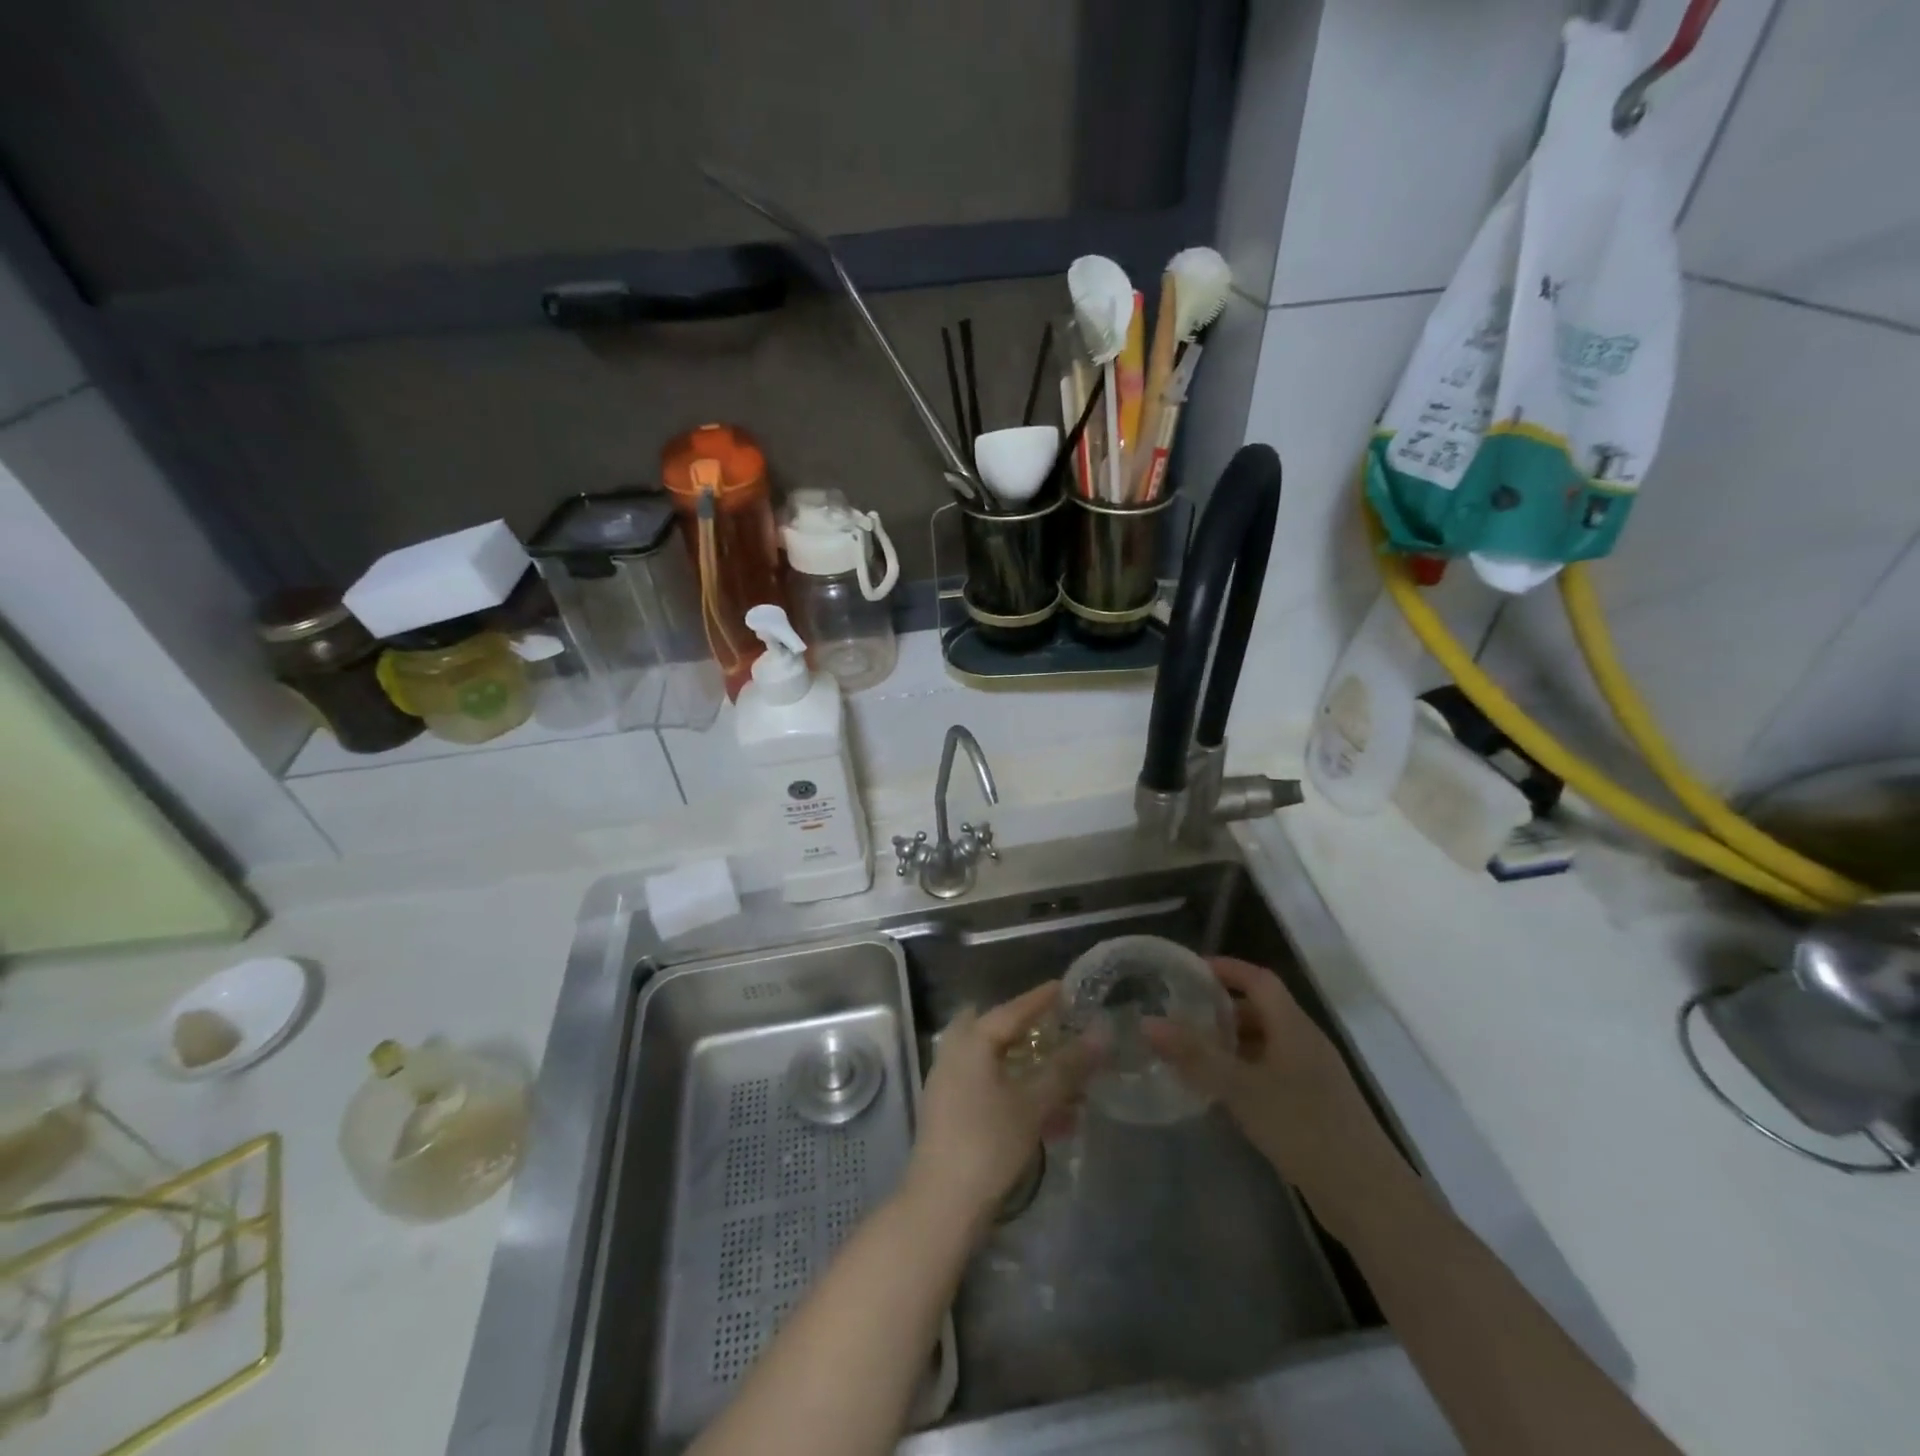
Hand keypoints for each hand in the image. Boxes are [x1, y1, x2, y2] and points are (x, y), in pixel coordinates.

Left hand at [905, 982, 1091, 1226]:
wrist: (941, 1205)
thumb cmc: (987, 1143)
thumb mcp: (1033, 1103)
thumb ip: (1067, 1067)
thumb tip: (1101, 1032)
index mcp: (971, 1042)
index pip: (1012, 1010)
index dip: (1042, 999)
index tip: (1068, 988)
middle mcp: (955, 1054)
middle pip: (997, 1031)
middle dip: (1030, 1031)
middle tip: (1060, 1031)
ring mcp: (949, 1085)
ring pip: (996, 1063)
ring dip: (1030, 1069)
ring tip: (1069, 1084)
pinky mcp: (952, 1114)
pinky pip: (990, 1090)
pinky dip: (1019, 1093)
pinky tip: (1052, 1119)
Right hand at [1143, 956, 1405, 1231]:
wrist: (1369, 1199)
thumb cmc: (1305, 1129)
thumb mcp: (1242, 1089)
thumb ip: (1195, 1056)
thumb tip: (1147, 1021)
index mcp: (1294, 1027)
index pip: (1259, 979)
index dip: (1226, 968)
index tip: (1188, 969)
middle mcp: (1305, 1043)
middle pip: (1261, 1010)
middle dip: (1221, 1008)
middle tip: (1180, 1013)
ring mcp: (1312, 1077)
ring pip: (1265, 1043)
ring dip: (1230, 1042)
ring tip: (1190, 1051)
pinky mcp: (1313, 1107)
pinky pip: (1271, 1072)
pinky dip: (1243, 1070)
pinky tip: (1220, 1091)